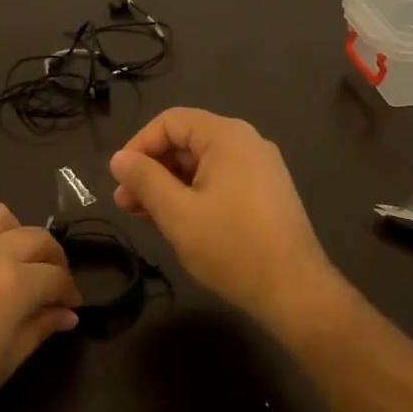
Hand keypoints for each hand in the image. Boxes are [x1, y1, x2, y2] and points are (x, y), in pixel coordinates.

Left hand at [0, 202, 80, 411]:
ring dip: (15, 233)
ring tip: (13, 260)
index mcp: (14, 282)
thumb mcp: (7, 361)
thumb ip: (40, 327)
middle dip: (52, 258)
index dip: (69, 291)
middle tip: (51, 283)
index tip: (69, 306)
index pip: (56, 275)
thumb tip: (66, 314)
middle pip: (36, 237)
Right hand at [109, 108, 335, 322]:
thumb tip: (119, 158)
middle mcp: (247, 143)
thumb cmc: (230, 246)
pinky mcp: (265, 193)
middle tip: (125, 204)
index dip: (138, 146)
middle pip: (186, 141)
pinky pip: (220, 181)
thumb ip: (145, 179)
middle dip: (151, 169)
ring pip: (201, 164)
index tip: (119, 180)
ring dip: (169, 185)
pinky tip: (177, 222)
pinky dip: (193, 195)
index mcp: (227, 136)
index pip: (170, 121)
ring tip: (145, 217)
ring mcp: (260, 168)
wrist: (293, 289)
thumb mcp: (176, 212)